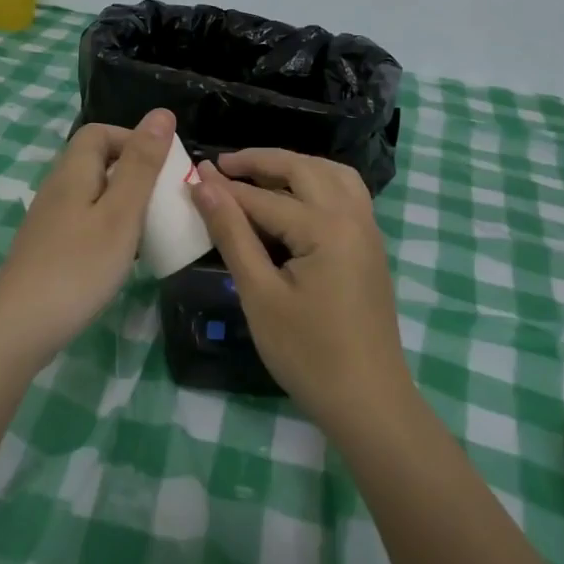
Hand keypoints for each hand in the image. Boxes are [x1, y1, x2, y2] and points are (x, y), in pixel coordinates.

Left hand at [0, 108, 175, 366]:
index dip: (133, 138)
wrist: (20, 327)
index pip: (99, 132)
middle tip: (165, 199)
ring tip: (152, 227)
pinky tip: (125, 255)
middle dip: (134, 172)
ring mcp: (51, 220)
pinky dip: (111, 228)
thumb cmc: (78, 266)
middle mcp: (58, 188)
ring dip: (125, 202)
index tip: (163, 166)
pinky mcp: (50, 248)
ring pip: (94, 194)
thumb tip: (161, 113)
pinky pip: (86, 222)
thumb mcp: (121, 213)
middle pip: (97, 162)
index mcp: (73, 171)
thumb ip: (142, 164)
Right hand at [190, 148, 411, 426]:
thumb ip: (233, 234)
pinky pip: (347, 193)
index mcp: (325, 227)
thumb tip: (204, 185)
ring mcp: (368, 230)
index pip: (263, 198)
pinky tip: (296, 198)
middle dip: (261, 162)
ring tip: (259, 174)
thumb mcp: (260, 294)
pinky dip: (319, 182)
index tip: (191, 173)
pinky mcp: (371, 246)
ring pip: (332, 174)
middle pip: (303, 169)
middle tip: (222, 165)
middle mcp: (353, 216)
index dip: (224, 187)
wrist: (368, 401)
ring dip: (295, 166)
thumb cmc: (307, 354)